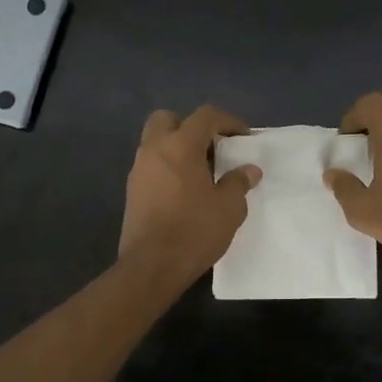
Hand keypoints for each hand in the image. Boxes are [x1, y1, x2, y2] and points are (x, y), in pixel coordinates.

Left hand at [119, 106, 261, 280]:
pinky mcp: (132, 191)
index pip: (205, 116)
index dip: (228, 121)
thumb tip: (249, 170)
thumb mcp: (229, 208)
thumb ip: (238, 182)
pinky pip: (151, 165)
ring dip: (177, 148)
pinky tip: (184, 191)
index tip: (243, 138)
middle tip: (211, 148)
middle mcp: (154, 150)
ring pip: (156, 142)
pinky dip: (167, 167)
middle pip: (168, 119)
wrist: (152, 266)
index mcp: (180, 146)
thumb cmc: (195, 231)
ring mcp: (138, 170)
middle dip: (191, 127)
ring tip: (201, 172)